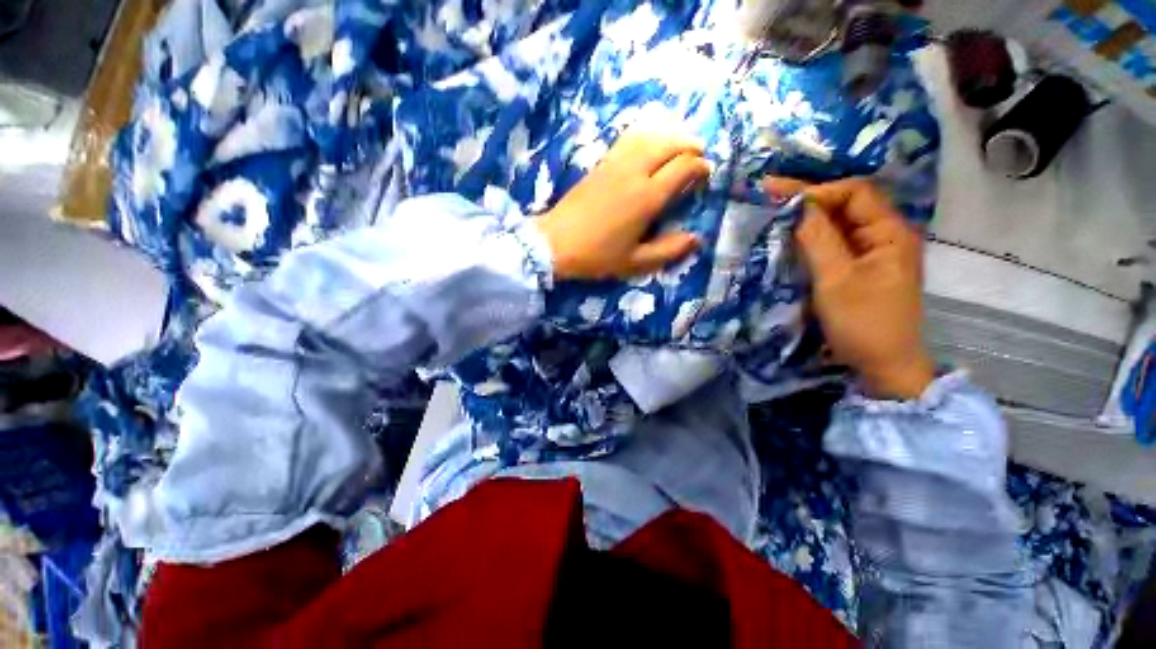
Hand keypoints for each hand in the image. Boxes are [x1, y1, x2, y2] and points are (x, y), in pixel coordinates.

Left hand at [534, 132, 709, 279]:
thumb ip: (667, 250)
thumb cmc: (596, 256)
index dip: (700, 167)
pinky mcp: (600, 164)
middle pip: (671, 144)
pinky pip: (629, 139)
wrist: (555, 243)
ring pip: (650, 136)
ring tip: (679, 147)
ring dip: (670, 137)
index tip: (706, 175)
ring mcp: (615, 164)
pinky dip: (647, 136)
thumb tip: (695, 239)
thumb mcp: (635, 262)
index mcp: (647, 197)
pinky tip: (648, 145)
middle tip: (699, 157)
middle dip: (691, 146)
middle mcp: (635, 173)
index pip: (683, 167)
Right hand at [768, 177, 933, 399]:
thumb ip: (818, 239)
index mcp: (891, 233)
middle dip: (810, 200)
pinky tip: (792, 237)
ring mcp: (873, 252)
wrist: (883, 365)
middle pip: (848, 204)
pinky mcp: (861, 267)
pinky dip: (813, 237)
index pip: (855, 192)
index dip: (818, 190)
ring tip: (775, 213)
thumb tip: (796, 205)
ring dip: (809, 218)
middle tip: (770, 197)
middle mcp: (885, 235)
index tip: (778, 194)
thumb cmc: (863, 323)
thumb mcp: (836, 280)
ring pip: (840, 223)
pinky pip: (836, 242)